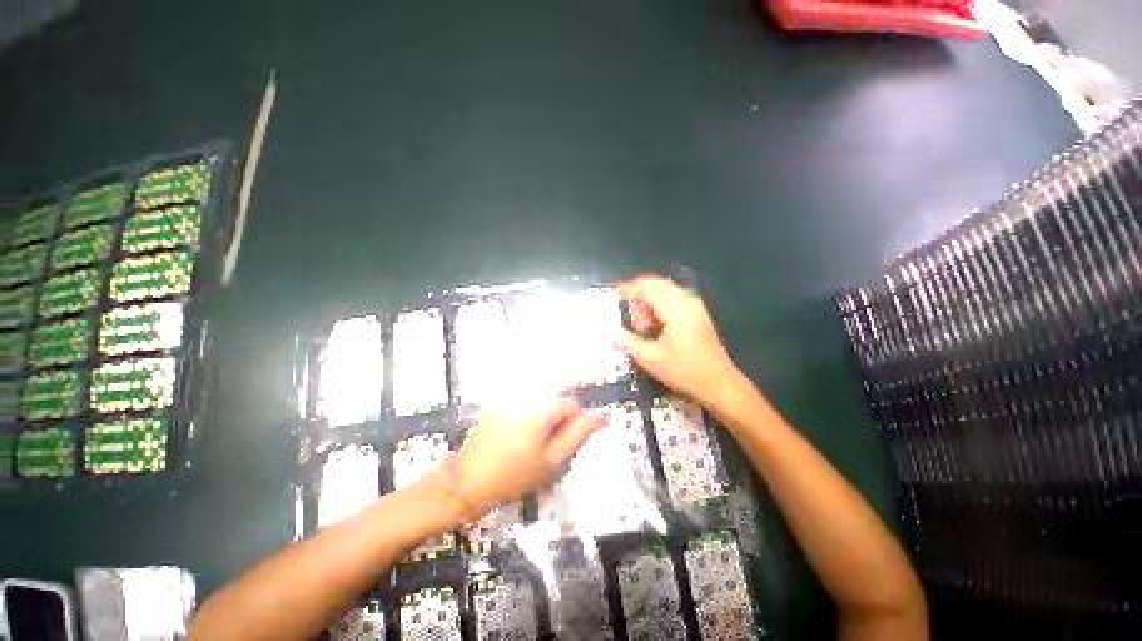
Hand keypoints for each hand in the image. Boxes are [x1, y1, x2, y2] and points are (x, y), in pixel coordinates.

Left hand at [453, 398, 605, 512]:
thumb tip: (603, 415)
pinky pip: (520, 396)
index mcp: (539, 408)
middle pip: (554, 389)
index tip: (568, 444)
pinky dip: (529, 409)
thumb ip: (579, 434)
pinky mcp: (492, 404)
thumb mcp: (554, 461)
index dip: (575, 423)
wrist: (470, 481)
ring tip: (539, 439)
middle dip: (561, 410)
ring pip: (538, 391)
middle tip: (555, 440)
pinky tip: (523, 435)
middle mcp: (522, 395)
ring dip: (546, 408)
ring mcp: (504, 397)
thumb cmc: (515, 476)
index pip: (570, 404)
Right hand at [616, 274, 740, 404]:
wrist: (718, 383)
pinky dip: (661, 309)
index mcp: (674, 305)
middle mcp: (686, 299)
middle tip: (627, 319)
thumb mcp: (650, 359)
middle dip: (638, 297)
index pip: (645, 285)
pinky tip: (656, 330)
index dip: (626, 289)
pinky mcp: (699, 316)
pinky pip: (675, 301)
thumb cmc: (684, 371)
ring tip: (641, 328)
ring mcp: (695, 307)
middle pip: (656, 285)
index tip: (611, 300)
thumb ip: (629, 342)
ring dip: (650, 304)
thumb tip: (612, 332)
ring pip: (666, 293)